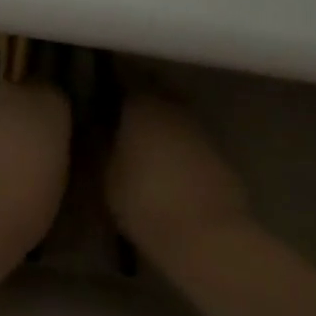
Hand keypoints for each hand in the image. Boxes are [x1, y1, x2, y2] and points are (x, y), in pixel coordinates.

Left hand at [0, 81, 71, 250]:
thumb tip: (38, 149)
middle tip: (9, 160)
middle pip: (11, 101)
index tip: (41, 145)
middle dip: (9, 123)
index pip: (50, 98)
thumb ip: (47, 152)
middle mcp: (8, 94)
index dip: (43, 121)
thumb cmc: (27, 205)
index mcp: (48, 106)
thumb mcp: (56, 180)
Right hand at [106, 92, 249, 256]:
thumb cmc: (145, 201)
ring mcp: (200, 129)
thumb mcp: (106, 177)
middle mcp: (174, 107)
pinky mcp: (219, 154)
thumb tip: (96, 129)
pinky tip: (165, 167)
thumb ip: (100, 146)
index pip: (124, 80)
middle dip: (138, 103)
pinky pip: (189, 139)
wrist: (207, 234)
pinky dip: (177, 146)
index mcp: (143, 104)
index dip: (111, 89)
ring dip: (160, 125)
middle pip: (154, 93)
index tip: (97, 100)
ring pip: (174, 116)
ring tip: (140, 147)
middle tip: (117, 122)